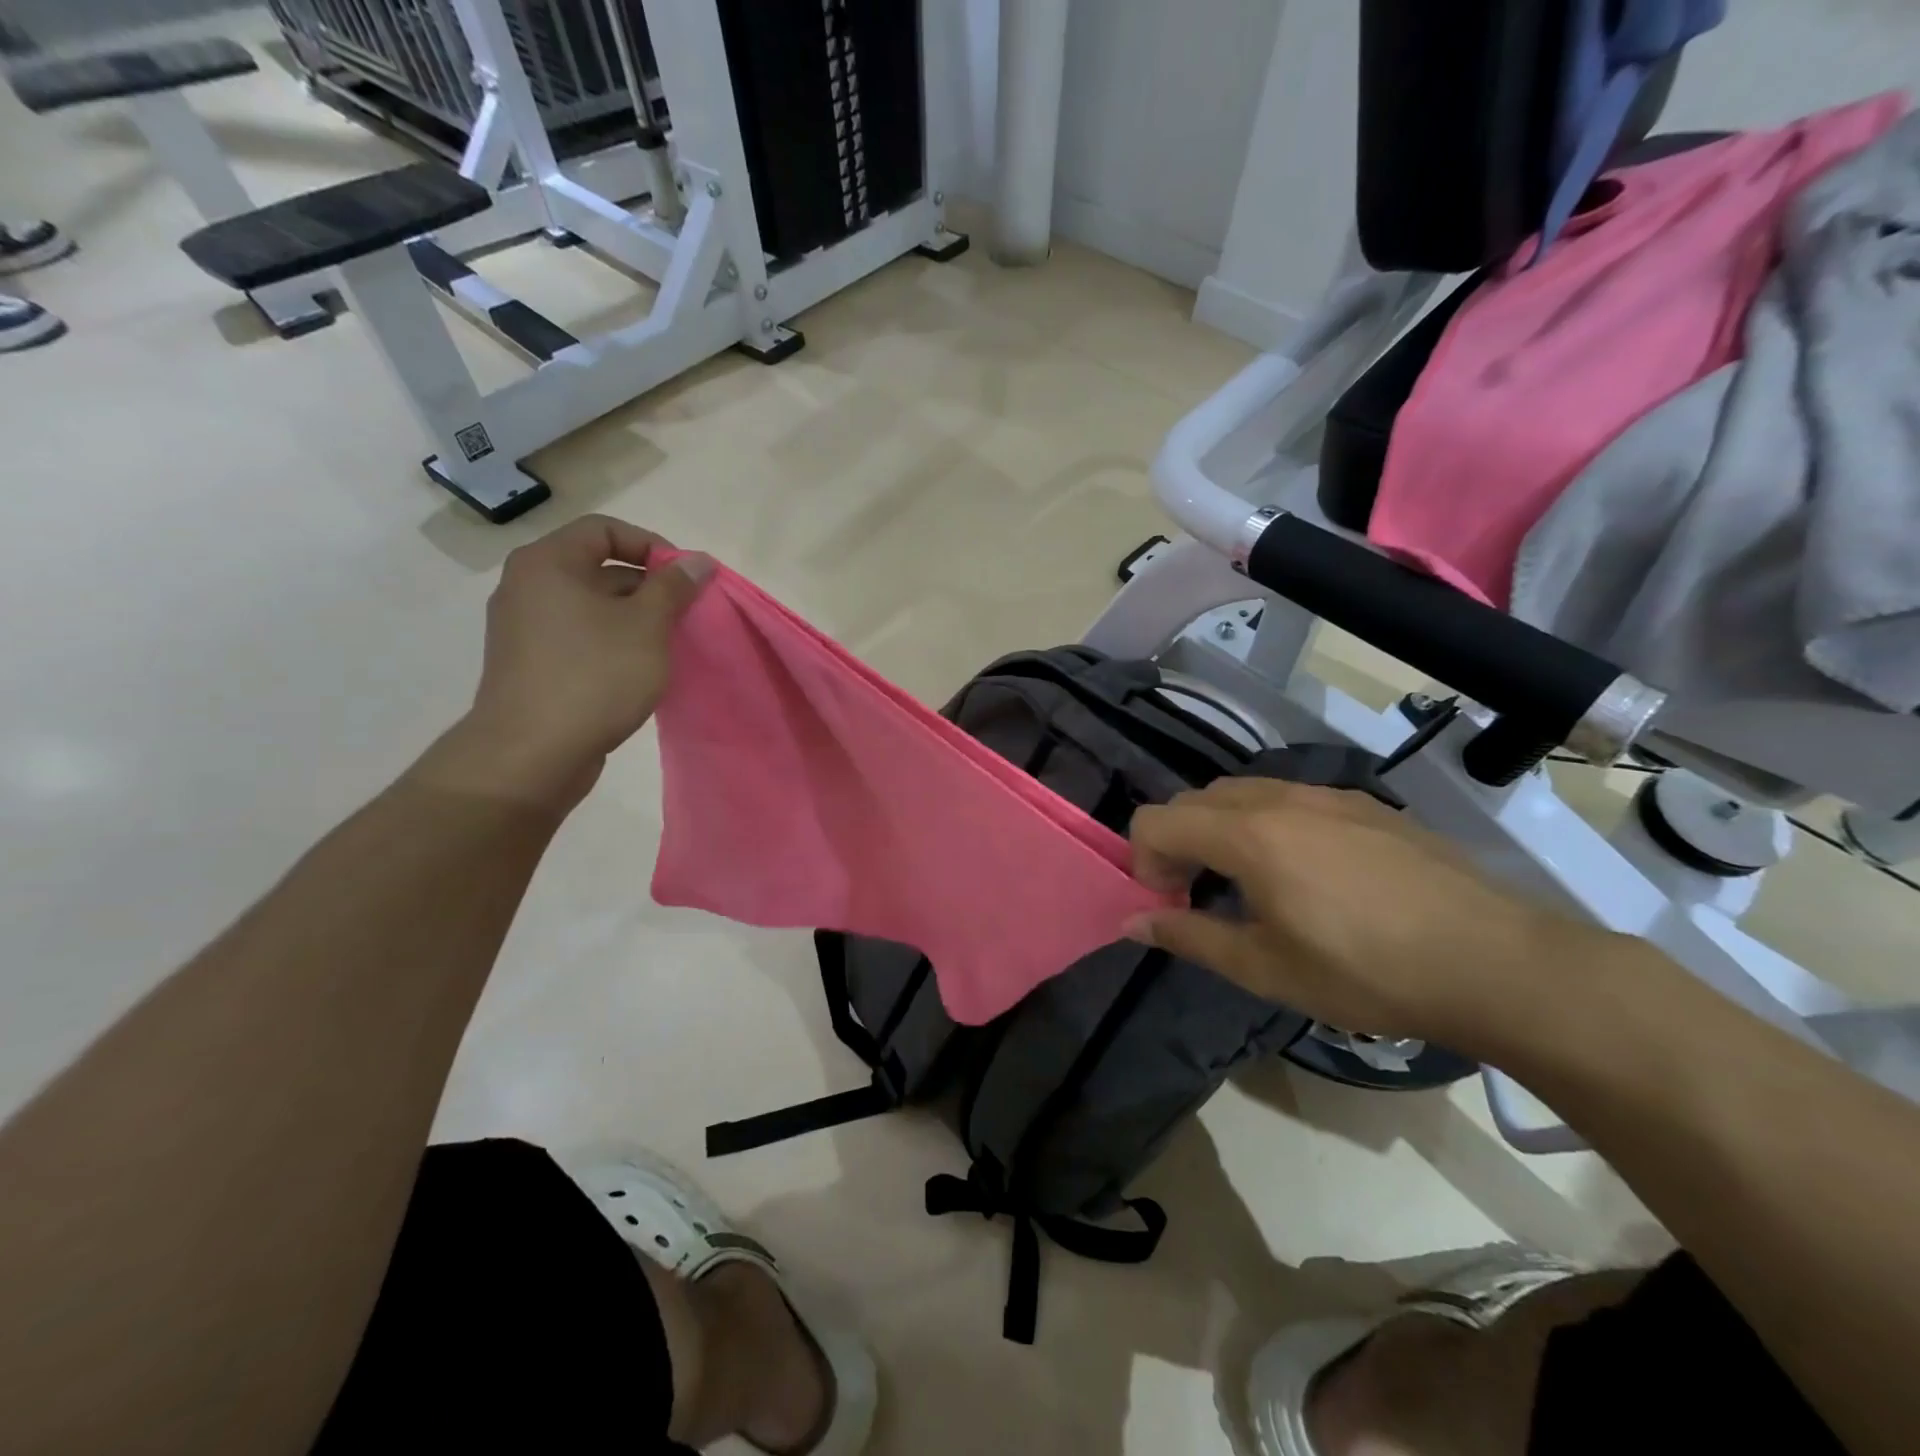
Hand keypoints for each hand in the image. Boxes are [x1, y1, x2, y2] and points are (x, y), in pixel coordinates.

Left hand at [419, 516, 712, 808]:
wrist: (531, 753)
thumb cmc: (593, 676)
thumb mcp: (646, 626)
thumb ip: (674, 588)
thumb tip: (698, 560)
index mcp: (548, 563)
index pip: (605, 530)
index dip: (652, 546)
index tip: (686, 579)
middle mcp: (528, 586)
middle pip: (598, 567)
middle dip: (649, 587)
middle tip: (685, 615)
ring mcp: (525, 627)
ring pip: (592, 606)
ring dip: (634, 618)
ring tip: (669, 646)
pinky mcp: (531, 663)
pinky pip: (579, 636)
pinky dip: (613, 642)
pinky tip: (639, 670)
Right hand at [1127, 779, 1601, 1054]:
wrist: (1496, 962)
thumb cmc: (1367, 971)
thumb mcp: (1266, 968)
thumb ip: (1189, 937)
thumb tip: (1132, 924)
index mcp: (1246, 834)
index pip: (1155, 820)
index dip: (1144, 863)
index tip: (1171, 906)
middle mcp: (1278, 797)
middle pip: (1194, 800)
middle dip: (1178, 844)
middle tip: (1202, 898)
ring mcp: (1326, 795)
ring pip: (1242, 793)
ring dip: (1221, 831)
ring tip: (1252, 886)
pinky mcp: (1364, 804)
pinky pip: (1289, 799)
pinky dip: (1267, 825)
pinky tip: (1308, 876)